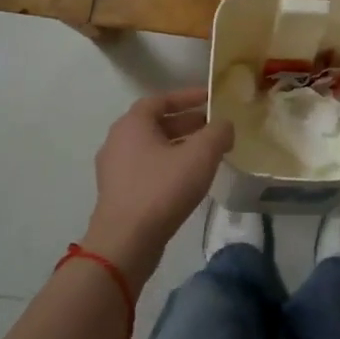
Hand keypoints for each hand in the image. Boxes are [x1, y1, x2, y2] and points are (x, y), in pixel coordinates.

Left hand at [82, 87, 232, 289]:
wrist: (126, 241)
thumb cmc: (162, 189)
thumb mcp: (200, 155)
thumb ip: (218, 132)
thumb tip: (224, 125)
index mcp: (132, 124)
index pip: (161, 99)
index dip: (187, 96)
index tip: (211, 98)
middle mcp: (118, 141)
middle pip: (156, 124)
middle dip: (187, 123)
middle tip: (215, 128)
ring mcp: (115, 169)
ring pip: (153, 148)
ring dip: (180, 146)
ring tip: (208, 154)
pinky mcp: (119, 193)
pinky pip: (148, 169)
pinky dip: (170, 166)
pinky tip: (190, 180)